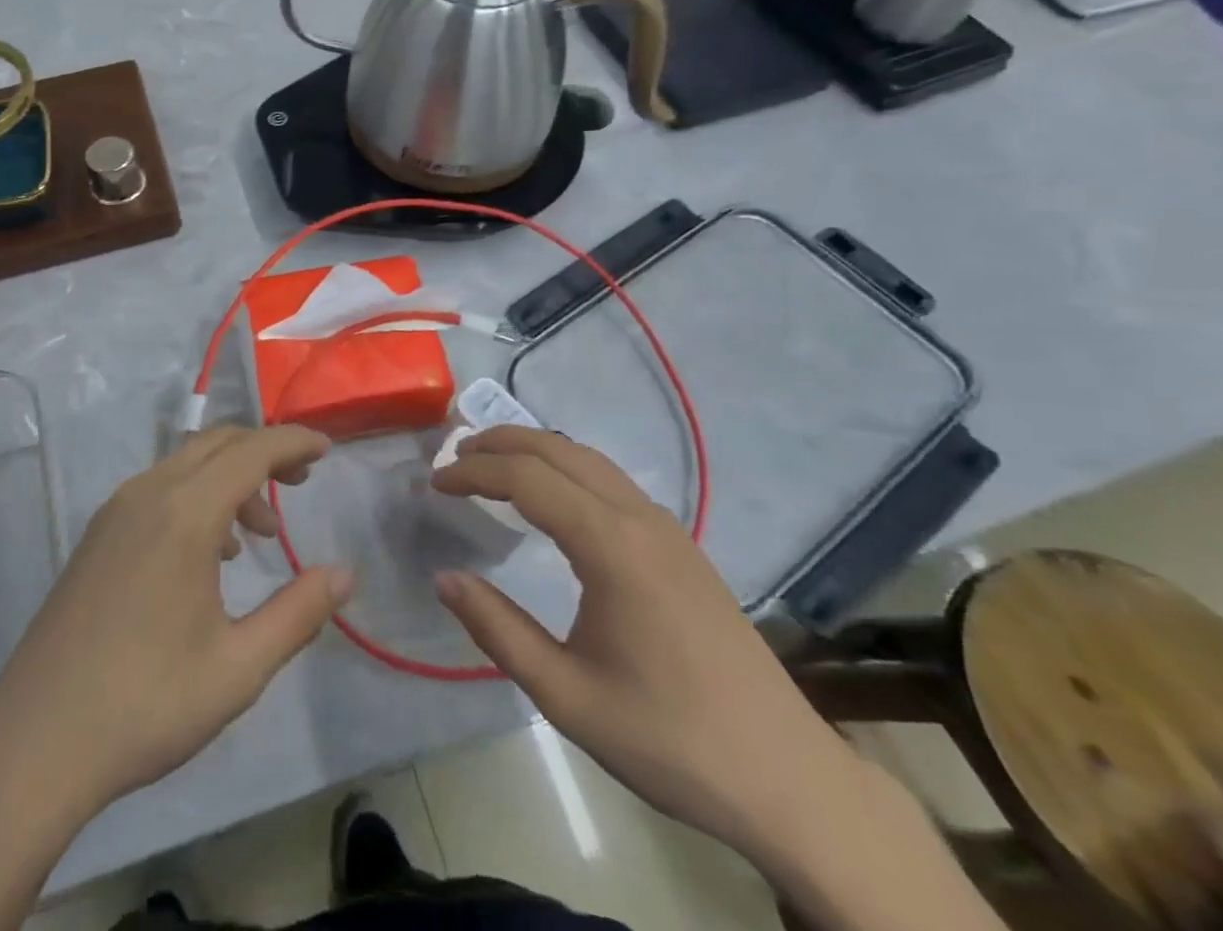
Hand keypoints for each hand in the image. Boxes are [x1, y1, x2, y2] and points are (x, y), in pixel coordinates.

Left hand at [0, 423, 352, 820]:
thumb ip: (298, 613)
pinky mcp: (97, 535)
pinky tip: (208, 553)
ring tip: (258, 534)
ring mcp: (115, 512)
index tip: (328, 450)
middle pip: (217, 443)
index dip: (293, 443)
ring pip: (186, 464)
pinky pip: (159, 488)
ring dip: (230, 478)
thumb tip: (345, 574)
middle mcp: (148, 494)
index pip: (251, 451)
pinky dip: (197, 495)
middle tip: (301, 482)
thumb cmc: (145, 704)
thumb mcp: (238, 668)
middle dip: (264, 451)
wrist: (34, 744)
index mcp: (185, 513)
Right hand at [431, 426, 866, 865]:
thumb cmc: (669, 738)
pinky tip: (551, 498)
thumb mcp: (567, 696)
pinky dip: (565, 469)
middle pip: (558, 450)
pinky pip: (611, 481)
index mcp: (611, 546)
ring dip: (534, 451)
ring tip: (491, 465)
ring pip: (588, 459)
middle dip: (499, 443)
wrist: (787, 779)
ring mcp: (667, 528)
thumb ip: (498, 630)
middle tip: (453, 458)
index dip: (473, 473)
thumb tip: (444, 578)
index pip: (526, 478)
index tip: (434, 484)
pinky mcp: (681, 546)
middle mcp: (640, 518)